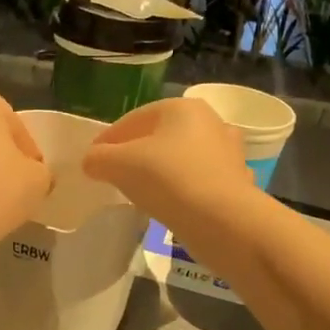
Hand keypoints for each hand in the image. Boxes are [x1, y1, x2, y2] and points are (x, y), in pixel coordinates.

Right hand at [81, 97, 254, 227]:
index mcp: (181, 108)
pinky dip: (184, 190)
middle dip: (136, 154)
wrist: (224, 222)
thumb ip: (98, 158)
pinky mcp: (237, 181)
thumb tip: (92, 161)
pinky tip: (172, 205)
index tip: (92, 161)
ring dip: (162, 171)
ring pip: (182, 158)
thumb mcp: (119, 165)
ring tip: (142, 193)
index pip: (133, 120)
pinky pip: (199, 181)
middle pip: (159, 137)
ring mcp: (228, 152)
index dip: (107, 140)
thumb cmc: (168, 180)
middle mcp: (210, 121)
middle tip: (115, 176)